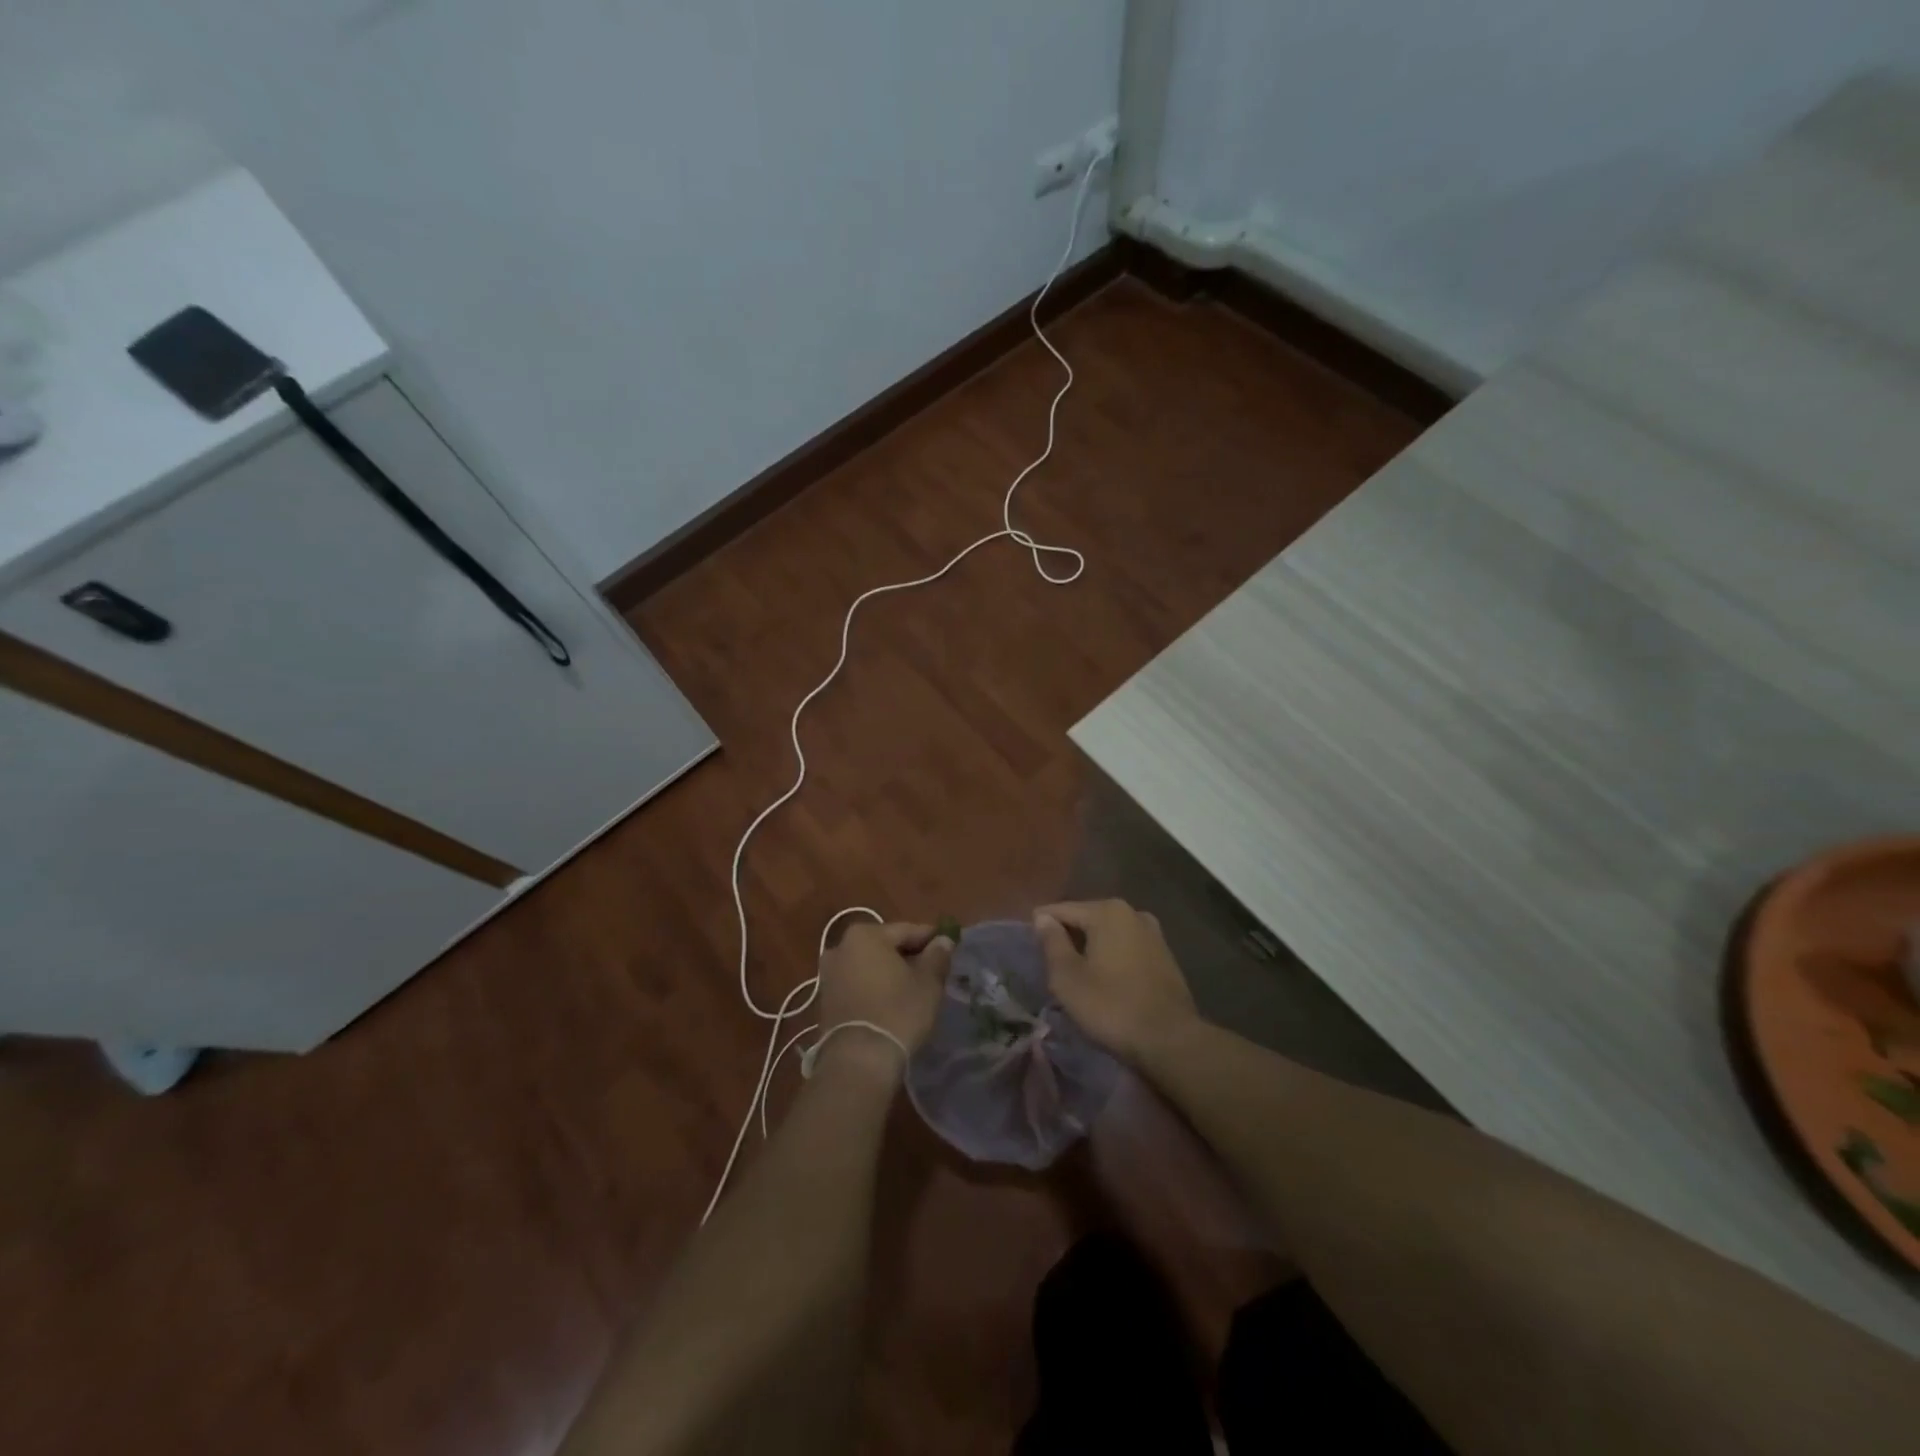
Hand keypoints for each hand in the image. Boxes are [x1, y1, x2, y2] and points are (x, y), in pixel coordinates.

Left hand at [813, 921, 952, 1077]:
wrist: (858, 1061)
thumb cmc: (898, 1012)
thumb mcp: (928, 982)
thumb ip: (937, 955)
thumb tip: (943, 940)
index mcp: (865, 934)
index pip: (907, 930)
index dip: (930, 939)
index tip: (948, 949)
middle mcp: (841, 946)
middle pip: (885, 946)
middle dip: (908, 956)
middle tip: (932, 971)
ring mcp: (829, 974)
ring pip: (869, 965)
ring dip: (890, 973)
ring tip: (913, 990)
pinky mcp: (825, 999)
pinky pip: (857, 984)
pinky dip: (874, 988)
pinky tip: (890, 1003)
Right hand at [1035, 900, 1198, 1065]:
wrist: (1170, 1040)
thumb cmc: (1111, 1006)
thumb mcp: (1068, 977)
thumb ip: (1052, 942)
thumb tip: (1042, 918)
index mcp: (1107, 911)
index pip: (1061, 910)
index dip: (1041, 926)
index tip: (1027, 945)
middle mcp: (1132, 912)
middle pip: (1086, 918)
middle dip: (1067, 937)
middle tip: (1049, 962)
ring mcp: (1153, 933)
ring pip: (1108, 934)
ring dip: (1090, 948)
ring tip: (1074, 972)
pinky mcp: (1165, 955)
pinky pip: (1126, 947)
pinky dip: (1111, 957)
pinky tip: (1104, 979)